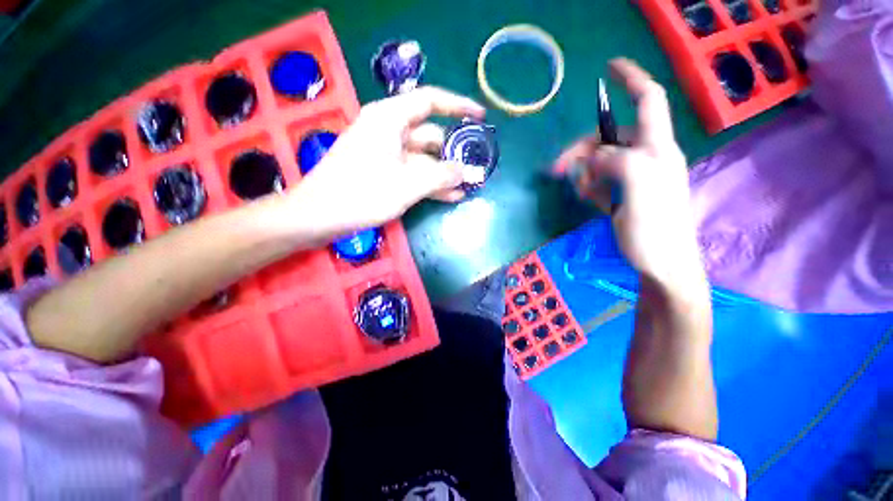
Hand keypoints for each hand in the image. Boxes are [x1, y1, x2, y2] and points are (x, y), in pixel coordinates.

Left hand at [289, 86, 484, 239]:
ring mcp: (385, 153)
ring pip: (423, 158)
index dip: (458, 106)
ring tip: (468, 186)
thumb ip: (441, 176)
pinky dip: (430, 182)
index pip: (431, 101)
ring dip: (445, 172)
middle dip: (453, 152)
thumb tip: (467, 172)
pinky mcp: (383, 171)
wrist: (319, 215)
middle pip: (430, 134)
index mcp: (390, 118)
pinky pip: (413, 172)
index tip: (480, 117)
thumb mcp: (407, 185)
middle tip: (476, 168)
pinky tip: (450, 196)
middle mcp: (388, 130)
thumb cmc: (361, 193)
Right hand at [556, 58, 705, 288]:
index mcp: (656, 150)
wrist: (662, 266)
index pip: (648, 102)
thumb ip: (620, 162)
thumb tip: (596, 156)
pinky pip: (601, 179)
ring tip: (582, 192)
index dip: (631, 80)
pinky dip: (590, 185)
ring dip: (584, 172)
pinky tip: (590, 199)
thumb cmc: (655, 232)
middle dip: (581, 149)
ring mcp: (634, 176)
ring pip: (601, 160)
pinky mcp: (624, 193)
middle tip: (557, 169)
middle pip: (609, 137)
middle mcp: (647, 157)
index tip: (609, 67)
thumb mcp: (640, 191)